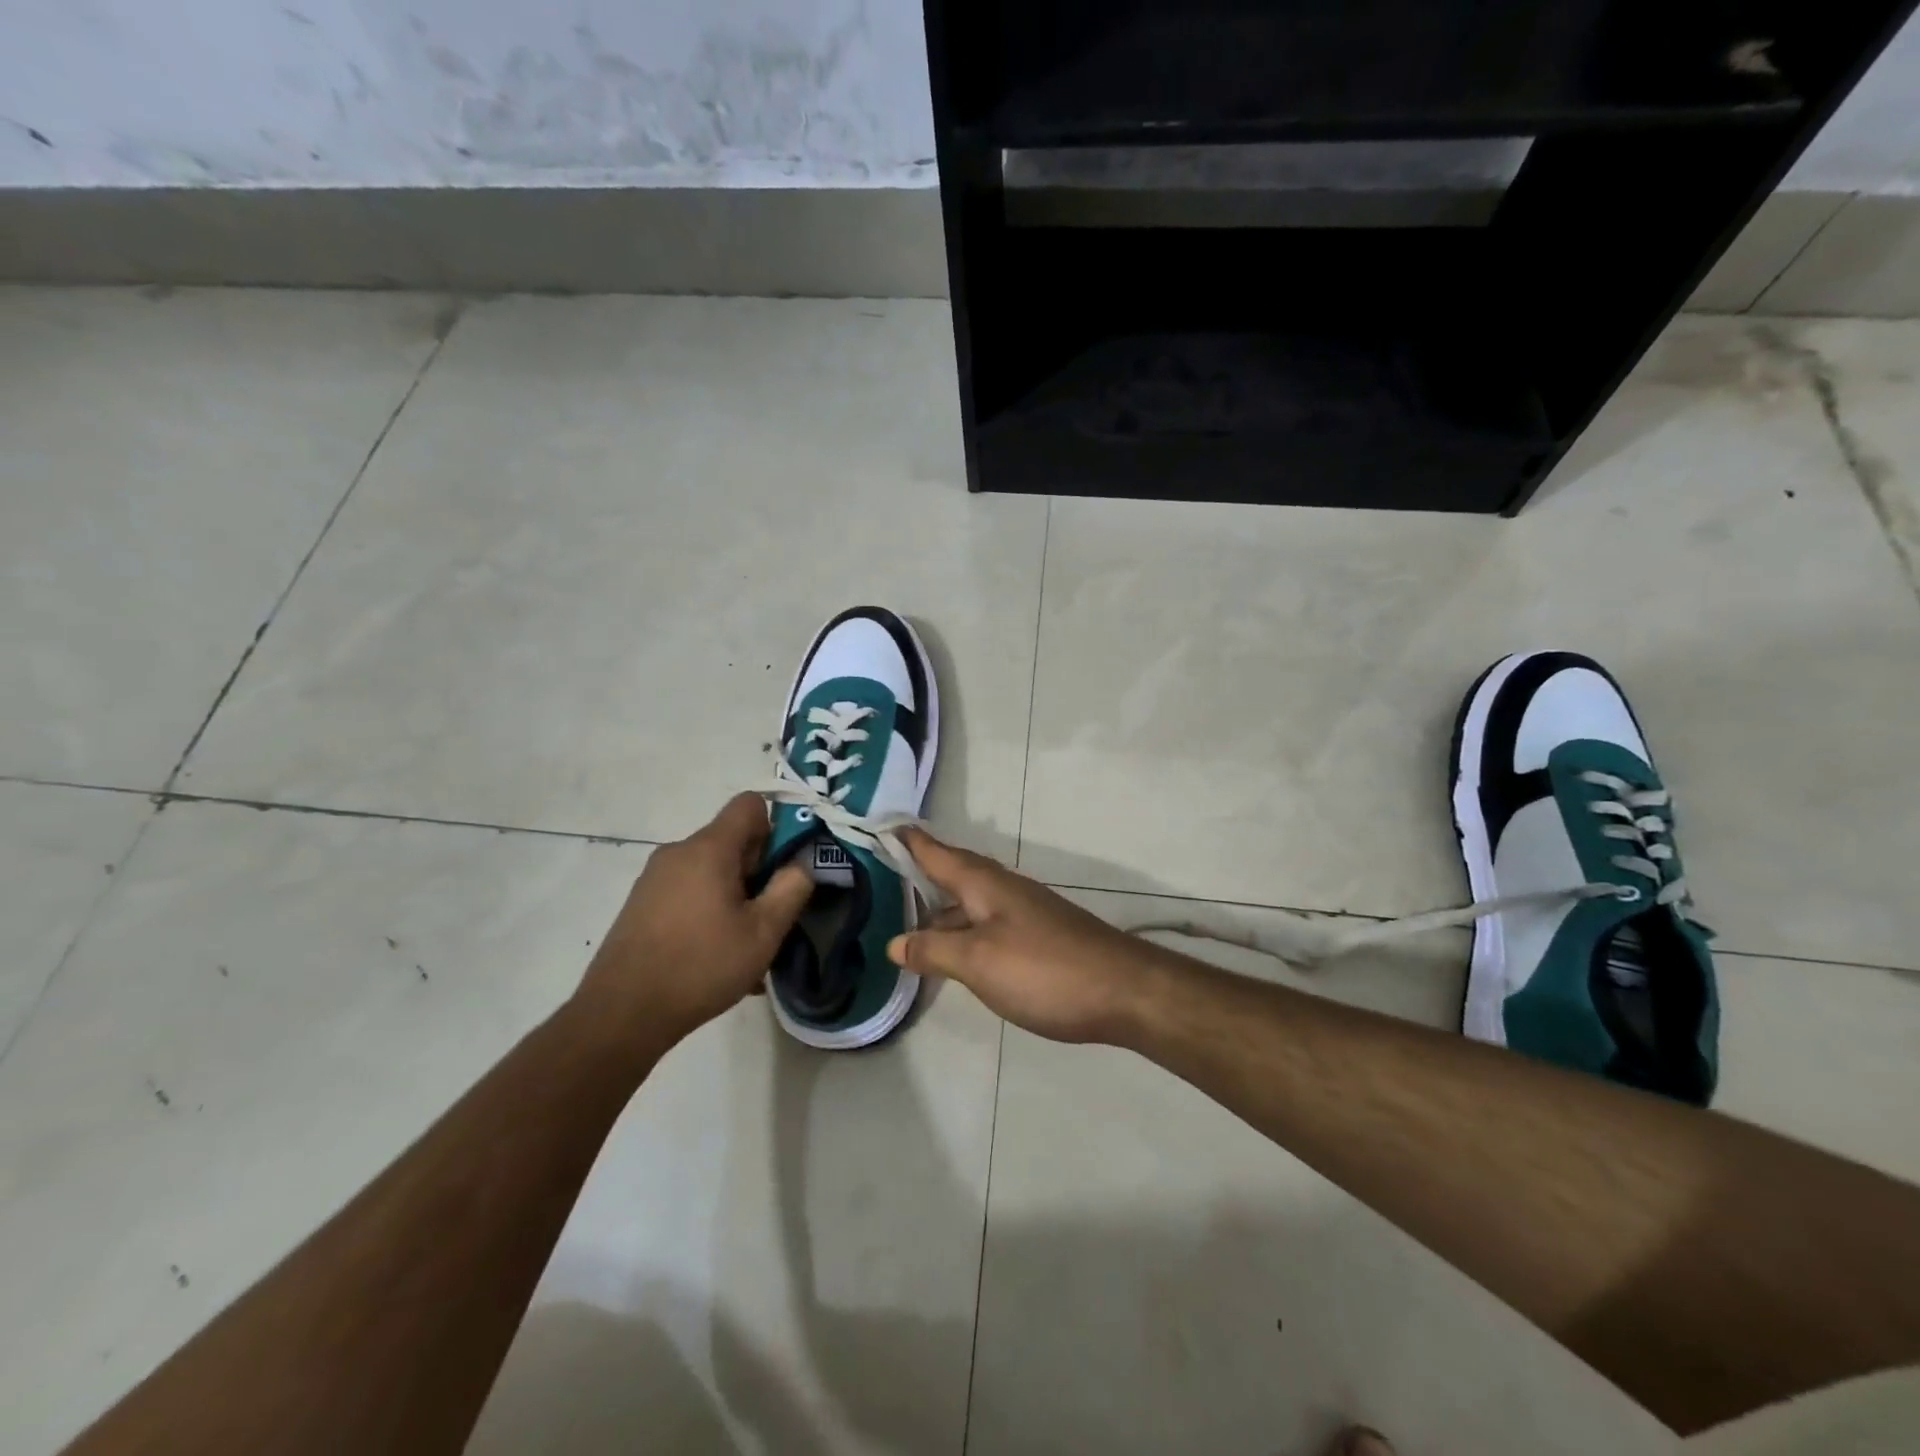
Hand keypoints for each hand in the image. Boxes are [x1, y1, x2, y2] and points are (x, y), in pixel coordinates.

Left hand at [577, 794, 813, 1046]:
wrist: (621, 1013)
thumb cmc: (701, 966)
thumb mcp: (763, 931)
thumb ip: (792, 888)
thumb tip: (801, 863)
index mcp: (709, 848)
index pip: (750, 804)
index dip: (776, 826)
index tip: (784, 866)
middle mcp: (678, 851)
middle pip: (731, 840)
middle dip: (758, 870)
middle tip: (770, 915)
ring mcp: (655, 877)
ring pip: (711, 870)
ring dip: (735, 895)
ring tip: (743, 944)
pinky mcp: (641, 903)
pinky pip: (689, 891)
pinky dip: (709, 910)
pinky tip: (715, 955)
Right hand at [886, 829, 1153, 1043]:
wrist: (1124, 992)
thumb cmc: (1044, 969)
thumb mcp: (978, 961)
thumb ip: (934, 949)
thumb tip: (894, 942)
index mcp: (985, 884)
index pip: (939, 853)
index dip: (911, 841)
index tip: (884, 826)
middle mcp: (1005, 890)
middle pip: (956, 874)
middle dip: (923, 873)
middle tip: (886, 877)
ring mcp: (1026, 914)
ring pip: (973, 904)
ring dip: (943, 909)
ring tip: (910, 924)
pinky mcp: (1040, 939)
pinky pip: (989, 925)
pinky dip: (964, 932)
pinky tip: (958, 955)